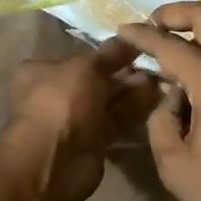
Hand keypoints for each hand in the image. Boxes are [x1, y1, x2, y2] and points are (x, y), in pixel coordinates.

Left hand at [5, 38, 159, 200]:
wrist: (54, 161)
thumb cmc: (61, 102)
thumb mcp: (86, 67)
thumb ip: (110, 53)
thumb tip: (130, 39)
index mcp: (40, 72)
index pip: (77, 57)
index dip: (105, 53)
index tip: (133, 48)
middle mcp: (54, 95)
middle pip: (95, 80)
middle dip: (123, 73)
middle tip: (153, 64)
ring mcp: (73, 121)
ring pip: (107, 102)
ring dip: (132, 91)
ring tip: (160, 79)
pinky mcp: (91, 143)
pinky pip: (115, 121)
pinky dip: (133, 111)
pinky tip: (156, 98)